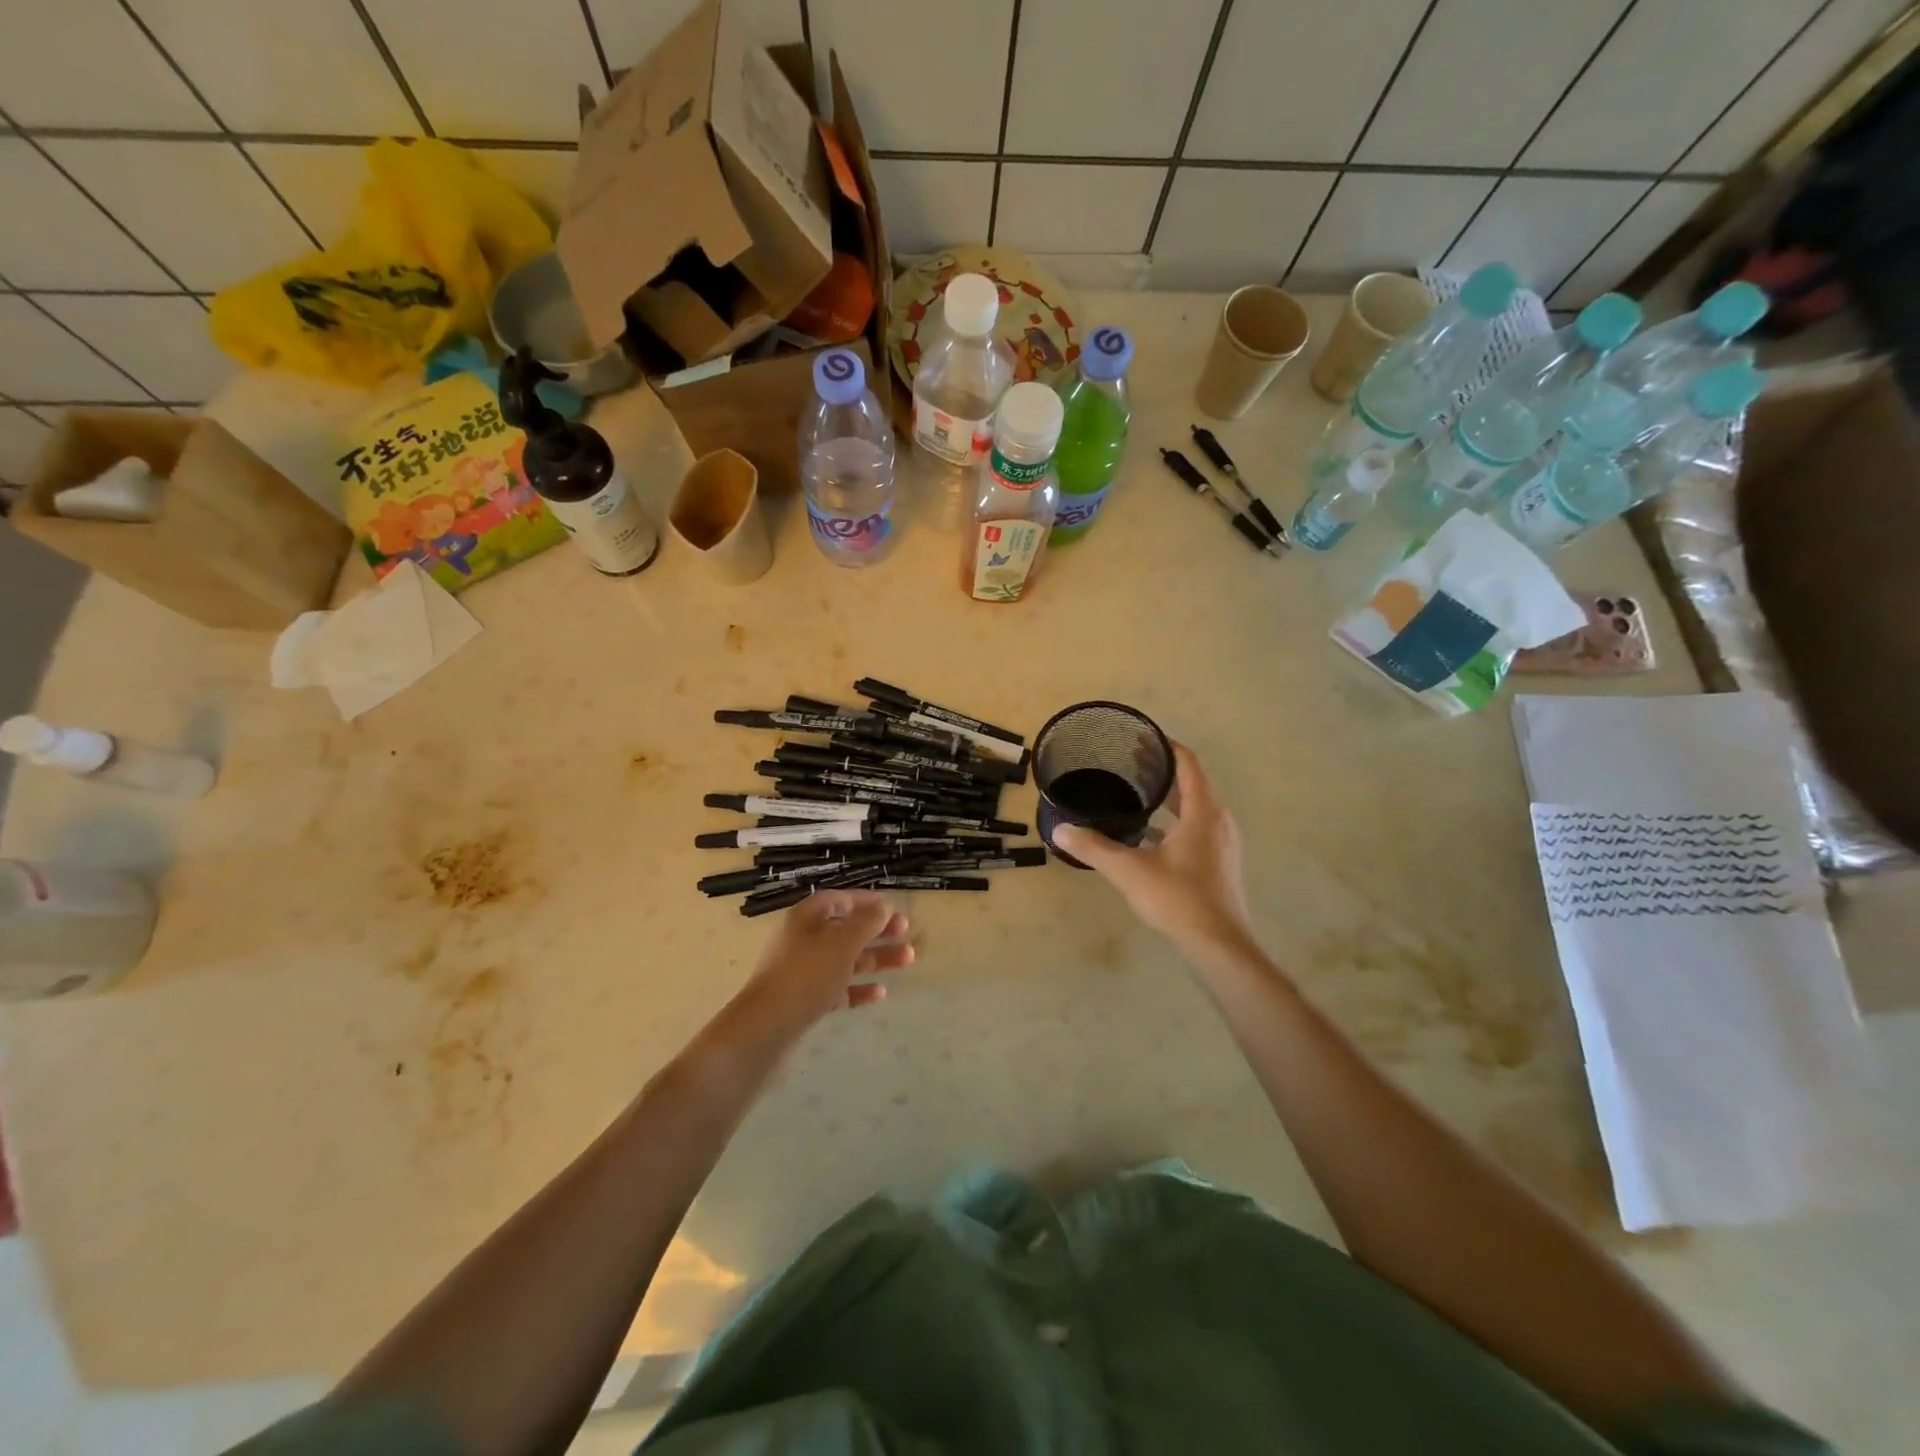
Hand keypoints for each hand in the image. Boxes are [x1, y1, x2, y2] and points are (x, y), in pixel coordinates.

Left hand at [742, 890, 913, 1025]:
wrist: (766, 1030)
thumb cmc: (806, 976)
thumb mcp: (841, 943)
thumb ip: (866, 923)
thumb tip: (883, 906)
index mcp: (806, 918)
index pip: (838, 900)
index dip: (865, 900)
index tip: (892, 907)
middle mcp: (802, 941)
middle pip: (845, 930)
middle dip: (877, 930)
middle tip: (906, 932)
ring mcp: (803, 973)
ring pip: (845, 959)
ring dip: (875, 958)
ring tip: (908, 960)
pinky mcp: (805, 1001)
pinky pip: (837, 988)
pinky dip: (858, 989)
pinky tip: (880, 993)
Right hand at [1054, 743, 1254, 958]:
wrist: (1219, 945)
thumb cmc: (1179, 899)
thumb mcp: (1129, 870)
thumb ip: (1094, 847)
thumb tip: (1059, 830)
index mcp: (1203, 812)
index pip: (1187, 764)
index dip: (1165, 746)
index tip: (1139, 736)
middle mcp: (1217, 820)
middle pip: (1192, 782)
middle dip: (1162, 769)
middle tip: (1129, 760)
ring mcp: (1222, 842)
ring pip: (1195, 806)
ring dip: (1169, 796)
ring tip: (1137, 790)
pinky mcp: (1219, 862)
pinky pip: (1196, 827)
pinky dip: (1174, 820)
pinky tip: (1149, 833)